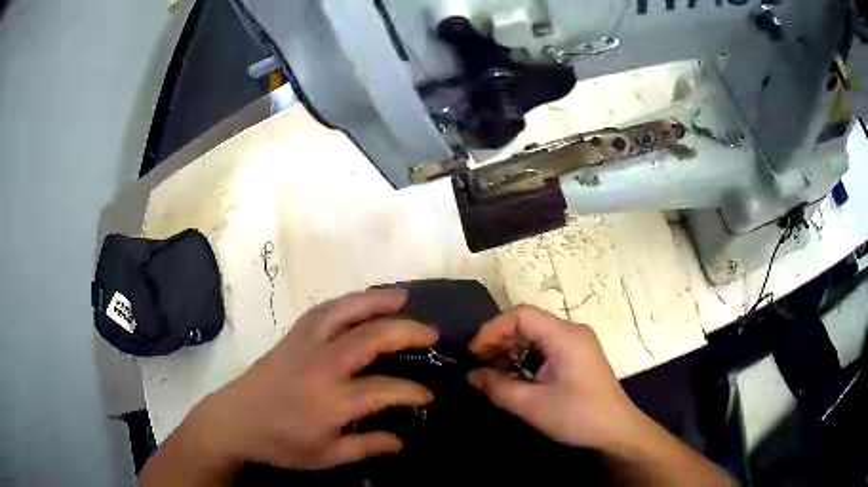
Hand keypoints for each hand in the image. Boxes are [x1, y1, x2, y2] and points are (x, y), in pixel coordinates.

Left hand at [183, 290, 437, 470]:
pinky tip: (360, 301)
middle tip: (431, 333)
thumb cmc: (281, 444)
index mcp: (331, 401)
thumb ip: (367, 447)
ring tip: (402, 297)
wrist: (235, 421)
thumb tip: (403, 440)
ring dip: (377, 302)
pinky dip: (347, 302)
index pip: (385, 389)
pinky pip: (323, 310)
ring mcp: (304, 345)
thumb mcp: (326, 456)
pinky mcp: (291, 337)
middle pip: (370, 337)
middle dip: (407, 332)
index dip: (413, 391)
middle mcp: (321, 366)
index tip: (429, 395)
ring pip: (346, 312)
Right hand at [467, 305, 641, 450]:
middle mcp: (572, 332)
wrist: (616, 431)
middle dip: (500, 340)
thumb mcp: (532, 405)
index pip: (522, 315)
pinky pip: (545, 348)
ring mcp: (577, 343)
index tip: (474, 353)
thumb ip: (497, 387)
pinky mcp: (577, 356)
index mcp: (565, 336)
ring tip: (490, 371)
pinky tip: (513, 376)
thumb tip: (471, 375)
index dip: (493, 329)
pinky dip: (525, 358)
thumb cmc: (577, 416)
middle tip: (477, 364)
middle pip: (528, 323)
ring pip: (536, 335)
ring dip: (511, 350)